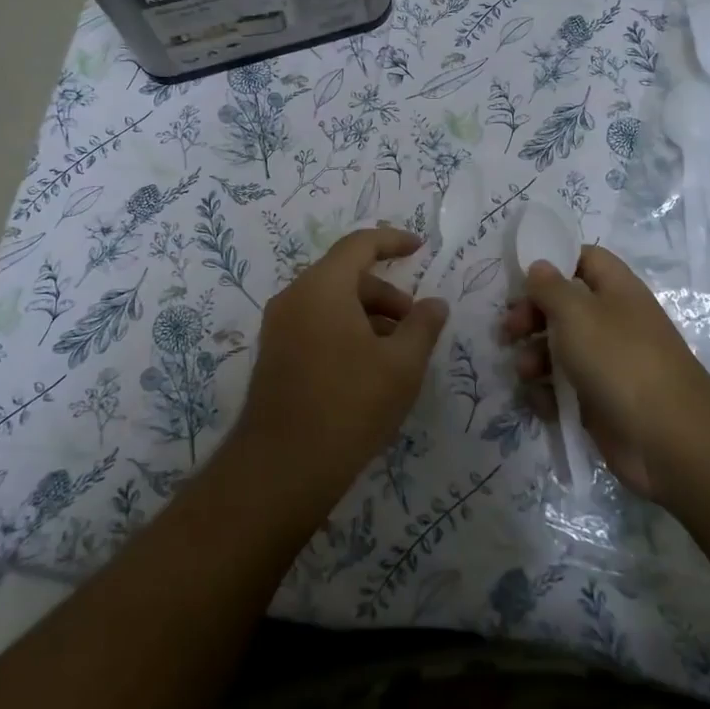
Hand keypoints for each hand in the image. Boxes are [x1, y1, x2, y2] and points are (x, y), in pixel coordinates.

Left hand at [239, 226, 448, 502]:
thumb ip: (423, 326)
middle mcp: (294, 297)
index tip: (420, 247)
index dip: (393, 241)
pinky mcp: (274, 355)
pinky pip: (316, 324)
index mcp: (322, 286)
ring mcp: (278, 327)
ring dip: (368, 316)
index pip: (360, 245)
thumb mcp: (401, 365)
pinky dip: (346, 331)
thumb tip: (435, 303)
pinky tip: (367, 369)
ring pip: (331, 303)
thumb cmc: (349, 405)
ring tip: (395, 354)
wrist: (282, 468)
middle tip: (415, 326)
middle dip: (386, 293)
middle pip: (346, 276)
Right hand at [501, 244, 709, 498]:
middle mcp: (612, 321)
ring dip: (534, 357)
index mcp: (616, 290)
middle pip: (563, 306)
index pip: (584, 259)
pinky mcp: (599, 400)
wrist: (667, 438)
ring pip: (559, 348)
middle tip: (509, 330)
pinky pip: (564, 387)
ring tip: (524, 372)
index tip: (520, 277)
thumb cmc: (620, 360)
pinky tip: (542, 402)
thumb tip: (539, 266)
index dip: (554, 261)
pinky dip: (548, 393)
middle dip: (531, 316)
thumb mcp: (576, 313)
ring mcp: (607, 363)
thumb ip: (550, 287)